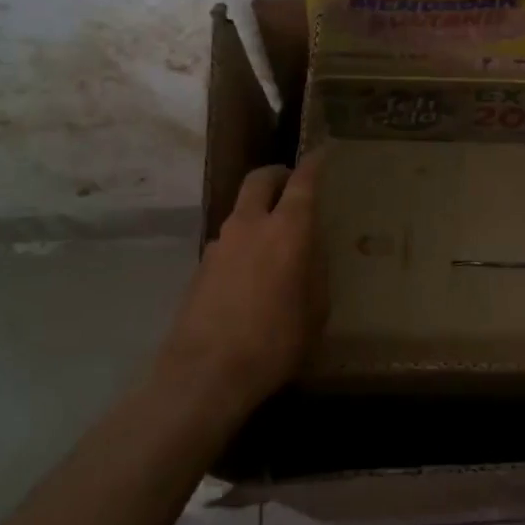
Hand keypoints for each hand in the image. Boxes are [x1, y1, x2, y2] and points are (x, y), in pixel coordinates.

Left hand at [155, 154, 325, 416]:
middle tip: (292, 183)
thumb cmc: (274, 342)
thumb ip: (315, 272)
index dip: (314, 164)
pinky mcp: (201, 266)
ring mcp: (220, 243)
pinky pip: (229, 239)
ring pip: (242, 209)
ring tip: (275, 236)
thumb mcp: (315, 311)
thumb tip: (311, 253)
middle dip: (278, 174)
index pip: (303, 182)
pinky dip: (244, 240)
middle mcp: (250, 225)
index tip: (323, 153)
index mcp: (287, 230)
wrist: (205, 372)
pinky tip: (252, 271)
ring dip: (259, 210)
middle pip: (260, 179)